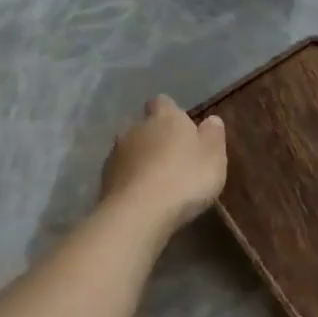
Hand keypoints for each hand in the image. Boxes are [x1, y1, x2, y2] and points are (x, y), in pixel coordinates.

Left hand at [100, 96, 227, 233]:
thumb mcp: (214, 157)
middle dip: (155, 137)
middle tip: (173, 157)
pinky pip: (121, 173)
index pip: (163, 102)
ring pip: (130, 150)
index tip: (183, 127)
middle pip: (144, 126)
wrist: (139, 213)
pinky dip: (131, 180)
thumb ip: (213, 135)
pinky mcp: (103, 180)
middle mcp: (135, 129)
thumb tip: (211, 119)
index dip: (172, 112)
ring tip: (158, 180)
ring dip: (141, 159)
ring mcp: (115, 154)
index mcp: (165, 118)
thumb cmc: (185, 178)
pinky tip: (143, 196)